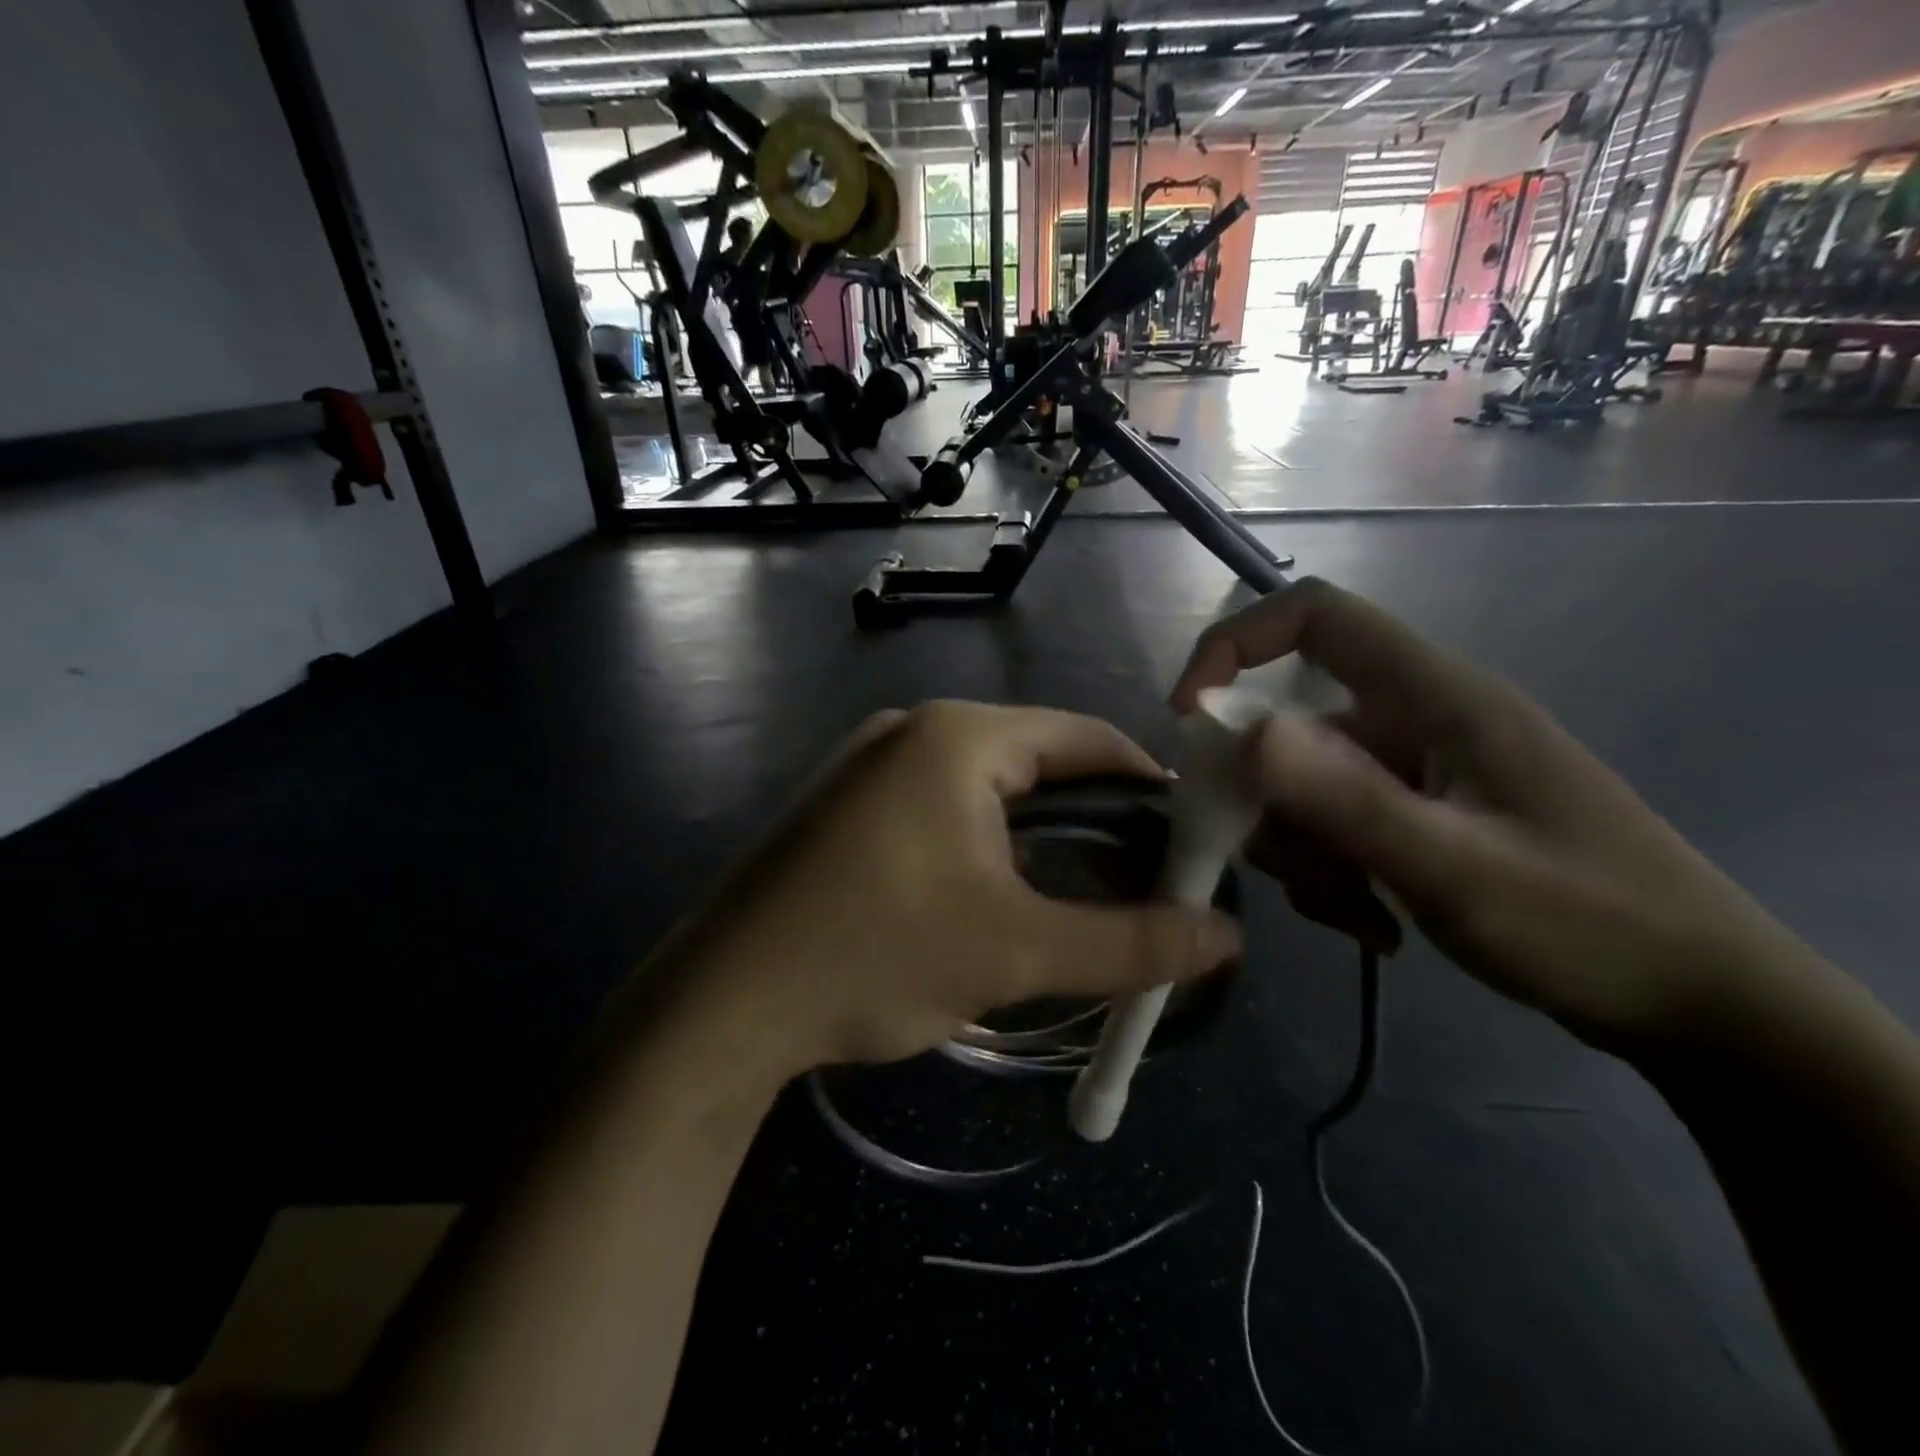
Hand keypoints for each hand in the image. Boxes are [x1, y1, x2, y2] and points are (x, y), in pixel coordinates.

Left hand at [656, 702, 1243, 1076]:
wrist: (722, 1004)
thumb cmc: (875, 957)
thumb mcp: (1016, 951)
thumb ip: (1131, 943)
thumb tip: (1228, 939)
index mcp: (958, 736)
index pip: (1086, 739)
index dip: (1149, 787)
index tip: (1189, 842)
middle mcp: (913, 730)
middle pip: (1038, 761)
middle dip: (1095, 820)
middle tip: (1142, 881)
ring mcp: (870, 764)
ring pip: (988, 787)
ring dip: (1040, 836)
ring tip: (1081, 893)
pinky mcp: (846, 804)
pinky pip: (941, 805)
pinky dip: (985, 841)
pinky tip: (997, 891)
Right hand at [1173, 579, 1813, 1054]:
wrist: (1704, 1008)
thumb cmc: (1595, 927)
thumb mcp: (1458, 870)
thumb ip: (1346, 799)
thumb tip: (1241, 732)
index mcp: (1435, 696)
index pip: (1315, 617)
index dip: (1236, 645)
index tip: (1190, 716)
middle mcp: (1416, 719)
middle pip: (1291, 724)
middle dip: (1269, 799)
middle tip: (1289, 869)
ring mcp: (1416, 771)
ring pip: (1304, 787)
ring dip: (1304, 852)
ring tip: (1356, 914)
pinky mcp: (1418, 815)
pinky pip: (1334, 827)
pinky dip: (1332, 874)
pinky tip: (1376, 925)